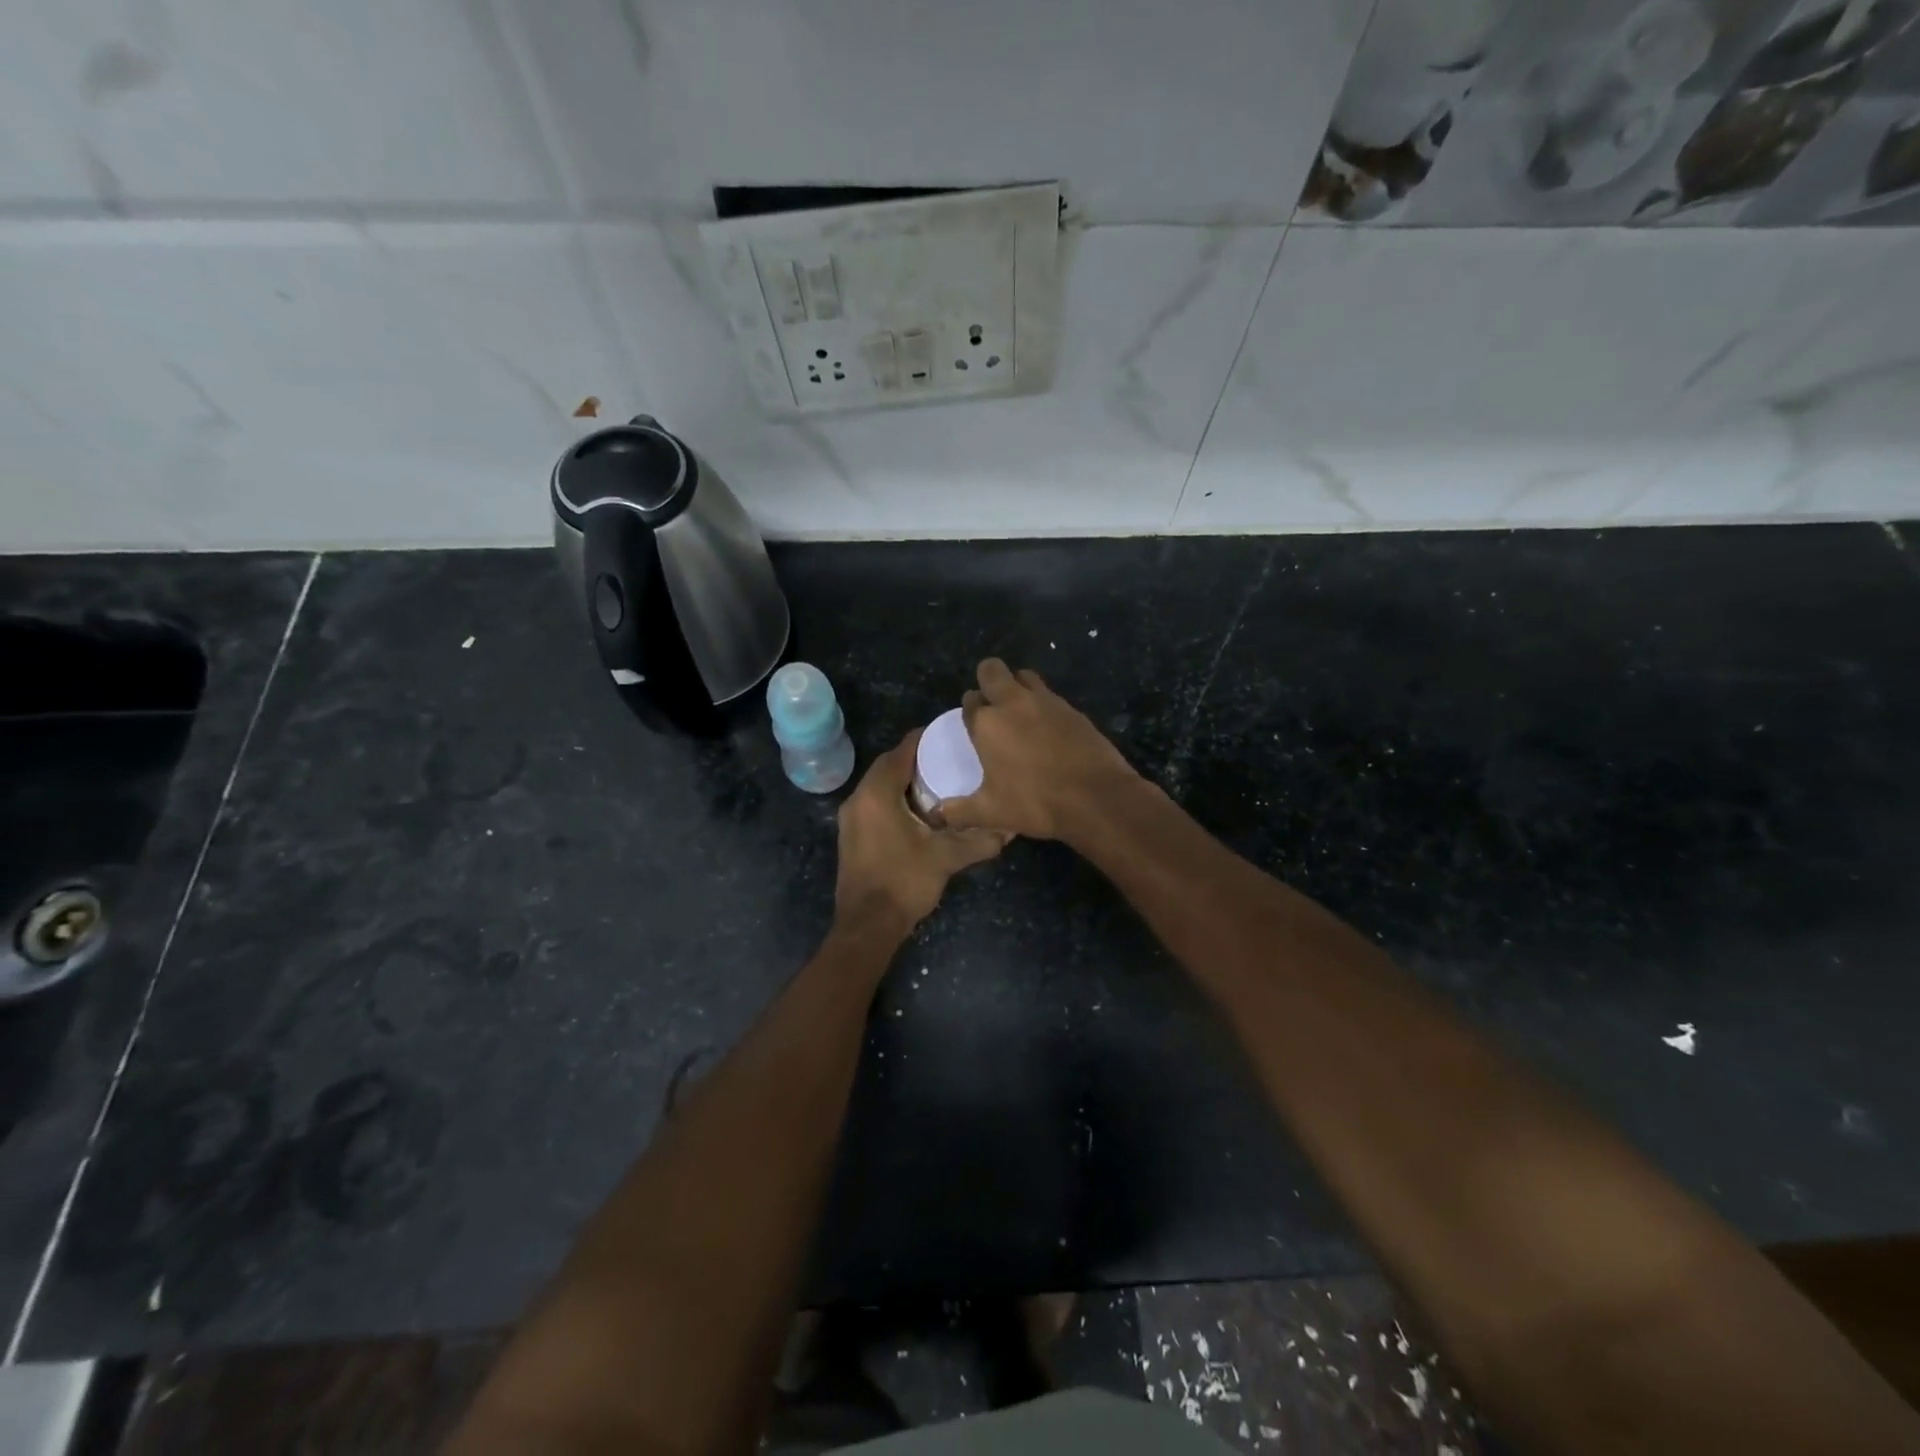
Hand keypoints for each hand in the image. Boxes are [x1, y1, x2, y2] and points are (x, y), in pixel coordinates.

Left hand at [835, 730, 1006, 931]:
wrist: (867, 925)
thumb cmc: (904, 881)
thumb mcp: (946, 858)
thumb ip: (979, 840)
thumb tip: (1010, 829)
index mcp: (877, 793)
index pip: (901, 752)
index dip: (924, 739)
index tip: (949, 733)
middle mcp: (858, 799)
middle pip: (888, 766)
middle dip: (916, 759)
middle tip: (948, 756)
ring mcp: (850, 819)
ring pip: (879, 786)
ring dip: (904, 780)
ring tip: (938, 780)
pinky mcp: (851, 836)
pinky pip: (874, 803)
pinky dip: (894, 798)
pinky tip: (918, 810)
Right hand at [942, 659, 1140, 840]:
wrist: (1096, 797)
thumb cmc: (1035, 803)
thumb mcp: (990, 813)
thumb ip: (959, 811)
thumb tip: (937, 815)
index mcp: (987, 723)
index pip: (970, 701)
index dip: (970, 709)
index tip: (973, 723)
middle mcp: (1013, 703)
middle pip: (992, 670)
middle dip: (987, 678)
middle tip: (992, 703)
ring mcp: (1046, 702)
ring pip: (1024, 676)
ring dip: (1017, 685)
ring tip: (1019, 711)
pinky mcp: (1072, 709)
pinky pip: (1050, 695)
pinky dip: (1043, 704)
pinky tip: (1047, 728)